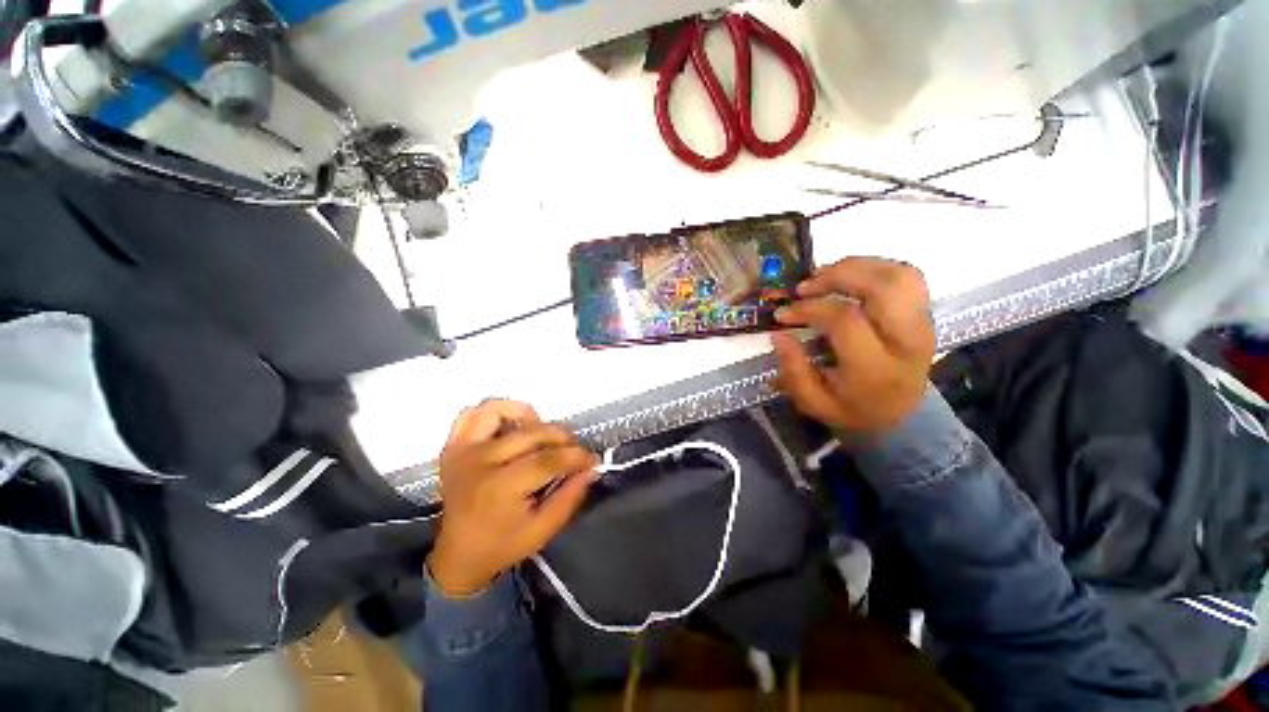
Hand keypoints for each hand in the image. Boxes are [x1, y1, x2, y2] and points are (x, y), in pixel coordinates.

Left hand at [428, 399, 598, 596]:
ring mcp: (463, 449)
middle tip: (573, 451)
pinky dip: (495, 412)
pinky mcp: (454, 445)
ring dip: (528, 417)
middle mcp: (481, 461)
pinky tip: (513, 426)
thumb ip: (570, 497)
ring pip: (499, 410)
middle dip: (563, 438)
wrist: (457, 555)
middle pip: (533, 433)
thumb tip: (592, 468)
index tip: (592, 460)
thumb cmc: (502, 545)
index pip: (549, 458)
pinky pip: (472, 413)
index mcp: (501, 488)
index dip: (577, 456)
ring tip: (541, 434)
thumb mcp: (543, 530)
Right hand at [772, 258, 935, 432]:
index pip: (846, 320)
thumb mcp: (814, 403)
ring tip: (823, 276)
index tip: (783, 314)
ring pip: (899, 275)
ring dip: (857, 266)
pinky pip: (906, 276)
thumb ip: (794, 371)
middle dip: (837, 276)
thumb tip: (779, 334)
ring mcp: (922, 323)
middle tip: (804, 286)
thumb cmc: (852, 409)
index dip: (810, 309)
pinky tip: (848, 277)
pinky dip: (874, 268)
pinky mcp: (924, 313)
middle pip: (882, 287)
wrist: (901, 416)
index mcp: (877, 369)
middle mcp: (907, 341)